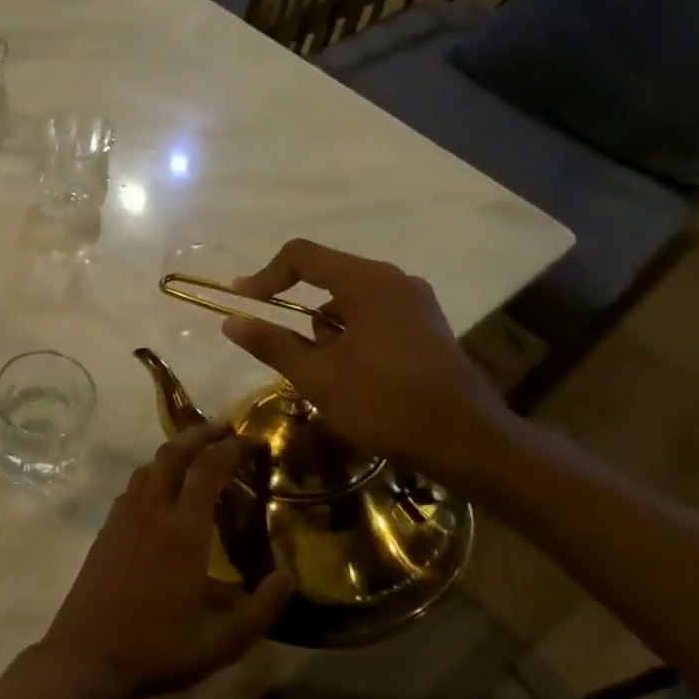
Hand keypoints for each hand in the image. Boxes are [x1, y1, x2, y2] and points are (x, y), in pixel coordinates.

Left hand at [35, 422, 293, 698]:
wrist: (87, 656)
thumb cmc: (159, 648)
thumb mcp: (224, 641)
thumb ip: (263, 607)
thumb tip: (289, 575)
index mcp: (184, 530)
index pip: (209, 469)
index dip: (232, 448)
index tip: (254, 440)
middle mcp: (151, 512)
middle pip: (173, 454)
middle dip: (199, 434)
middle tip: (223, 428)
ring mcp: (123, 518)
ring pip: (148, 467)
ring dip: (173, 451)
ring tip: (196, 452)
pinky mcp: (106, 531)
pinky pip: (132, 487)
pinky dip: (153, 473)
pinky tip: (161, 490)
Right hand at [221, 240, 518, 485]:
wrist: (467, 442)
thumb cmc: (385, 404)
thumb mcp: (318, 377)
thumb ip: (272, 344)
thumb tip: (231, 322)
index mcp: (368, 282)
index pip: (302, 256)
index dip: (265, 276)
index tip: (243, 304)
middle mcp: (394, 280)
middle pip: (327, 277)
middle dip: (298, 313)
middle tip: (286, 353)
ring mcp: (415, 302)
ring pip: (349, 302)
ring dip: (326, 331)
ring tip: (325, 377)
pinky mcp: (426, 326)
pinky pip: (373, 317)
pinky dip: (351, 337)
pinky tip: (353, 377)